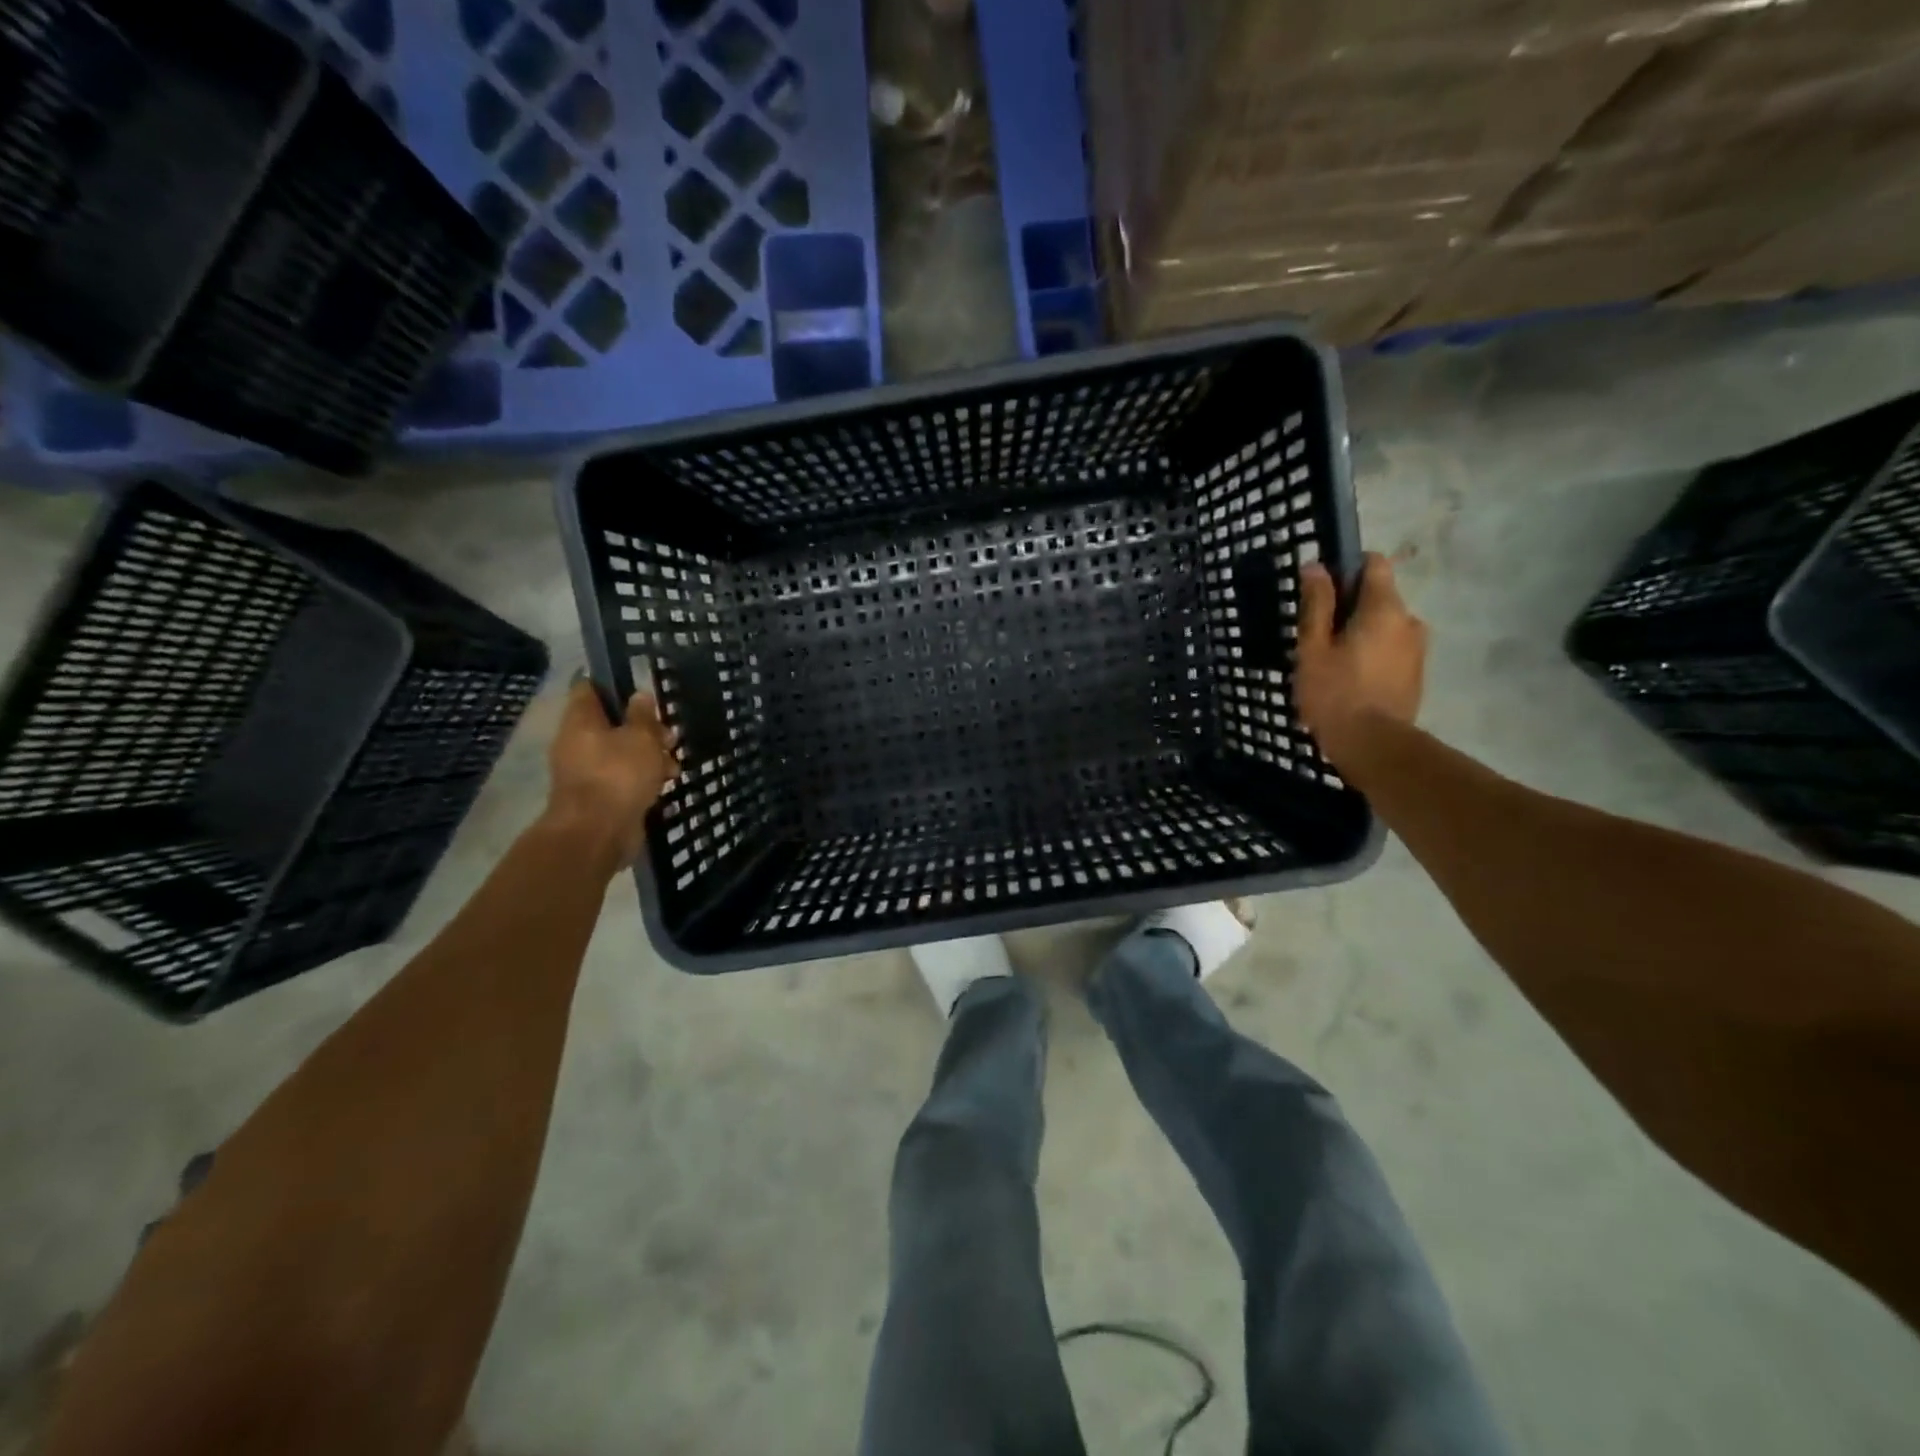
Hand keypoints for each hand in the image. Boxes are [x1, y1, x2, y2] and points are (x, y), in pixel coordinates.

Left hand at [542, 679, 677, 872]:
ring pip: (621, 752)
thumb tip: (640, 695)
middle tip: (669, 736)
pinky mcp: (599, 796)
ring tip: (673, 764)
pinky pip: (623, 778)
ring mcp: (586, 771)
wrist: (597, 833)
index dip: (614, 683)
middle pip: (612, 723)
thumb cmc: (618, 775)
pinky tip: (666, 784)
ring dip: (649, 756)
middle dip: (644, 728)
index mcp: (581, 720)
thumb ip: (643, 715)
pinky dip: (643, 778)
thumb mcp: (640, 738)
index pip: (590, 688)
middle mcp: (578, 743)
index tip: (642, 688)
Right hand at [1294, 553, 1426, 766]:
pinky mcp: (1415, 674)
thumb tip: (1316, 566)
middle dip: (1349, 608)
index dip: (1347, 569)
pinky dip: (1371, 655)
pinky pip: (1390, 650)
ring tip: (1331, 662)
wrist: (1373, 746)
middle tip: (1317, 636)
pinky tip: (1349, 680)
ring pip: (1384, 627)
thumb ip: (1316, 605)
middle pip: (1378, 598)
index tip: (1322, 591)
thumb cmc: (1335, 693)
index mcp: (1384, 608)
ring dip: (1360, 635)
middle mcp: (1409, 620)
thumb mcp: (1313, 648)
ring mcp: (1417, 649)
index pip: (1374, 564)